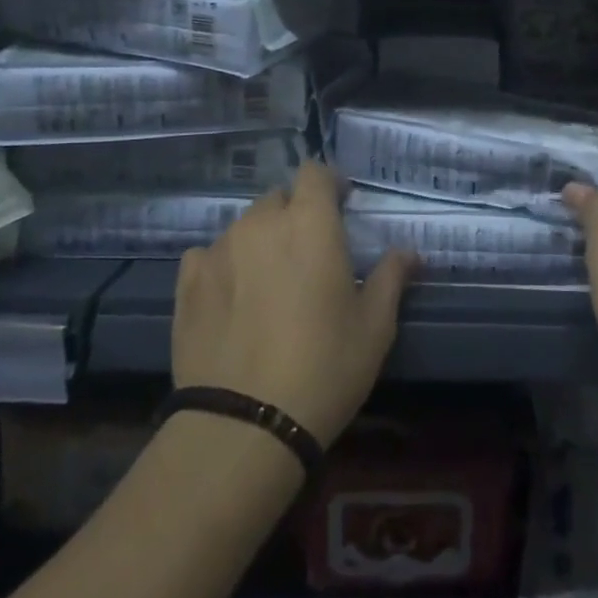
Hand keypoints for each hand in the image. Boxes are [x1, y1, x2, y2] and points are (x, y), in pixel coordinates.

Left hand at [172, 161, 413, 444]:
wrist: (244, 426)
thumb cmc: (325, 367)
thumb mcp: (374, 326)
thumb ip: (391, 277)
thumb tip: (410, 252)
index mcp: (310, 223)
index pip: (314, 172)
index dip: (328, 184)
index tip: (341, 206)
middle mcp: (261, 223)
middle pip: (278, 198)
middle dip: (296, 215)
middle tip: (309, 253)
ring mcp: (219, 250)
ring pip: (245, 227)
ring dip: (261, 241)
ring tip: (270, 282)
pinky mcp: (187, 282)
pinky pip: (208, 255)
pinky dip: (224, 265)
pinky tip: (232, 298)